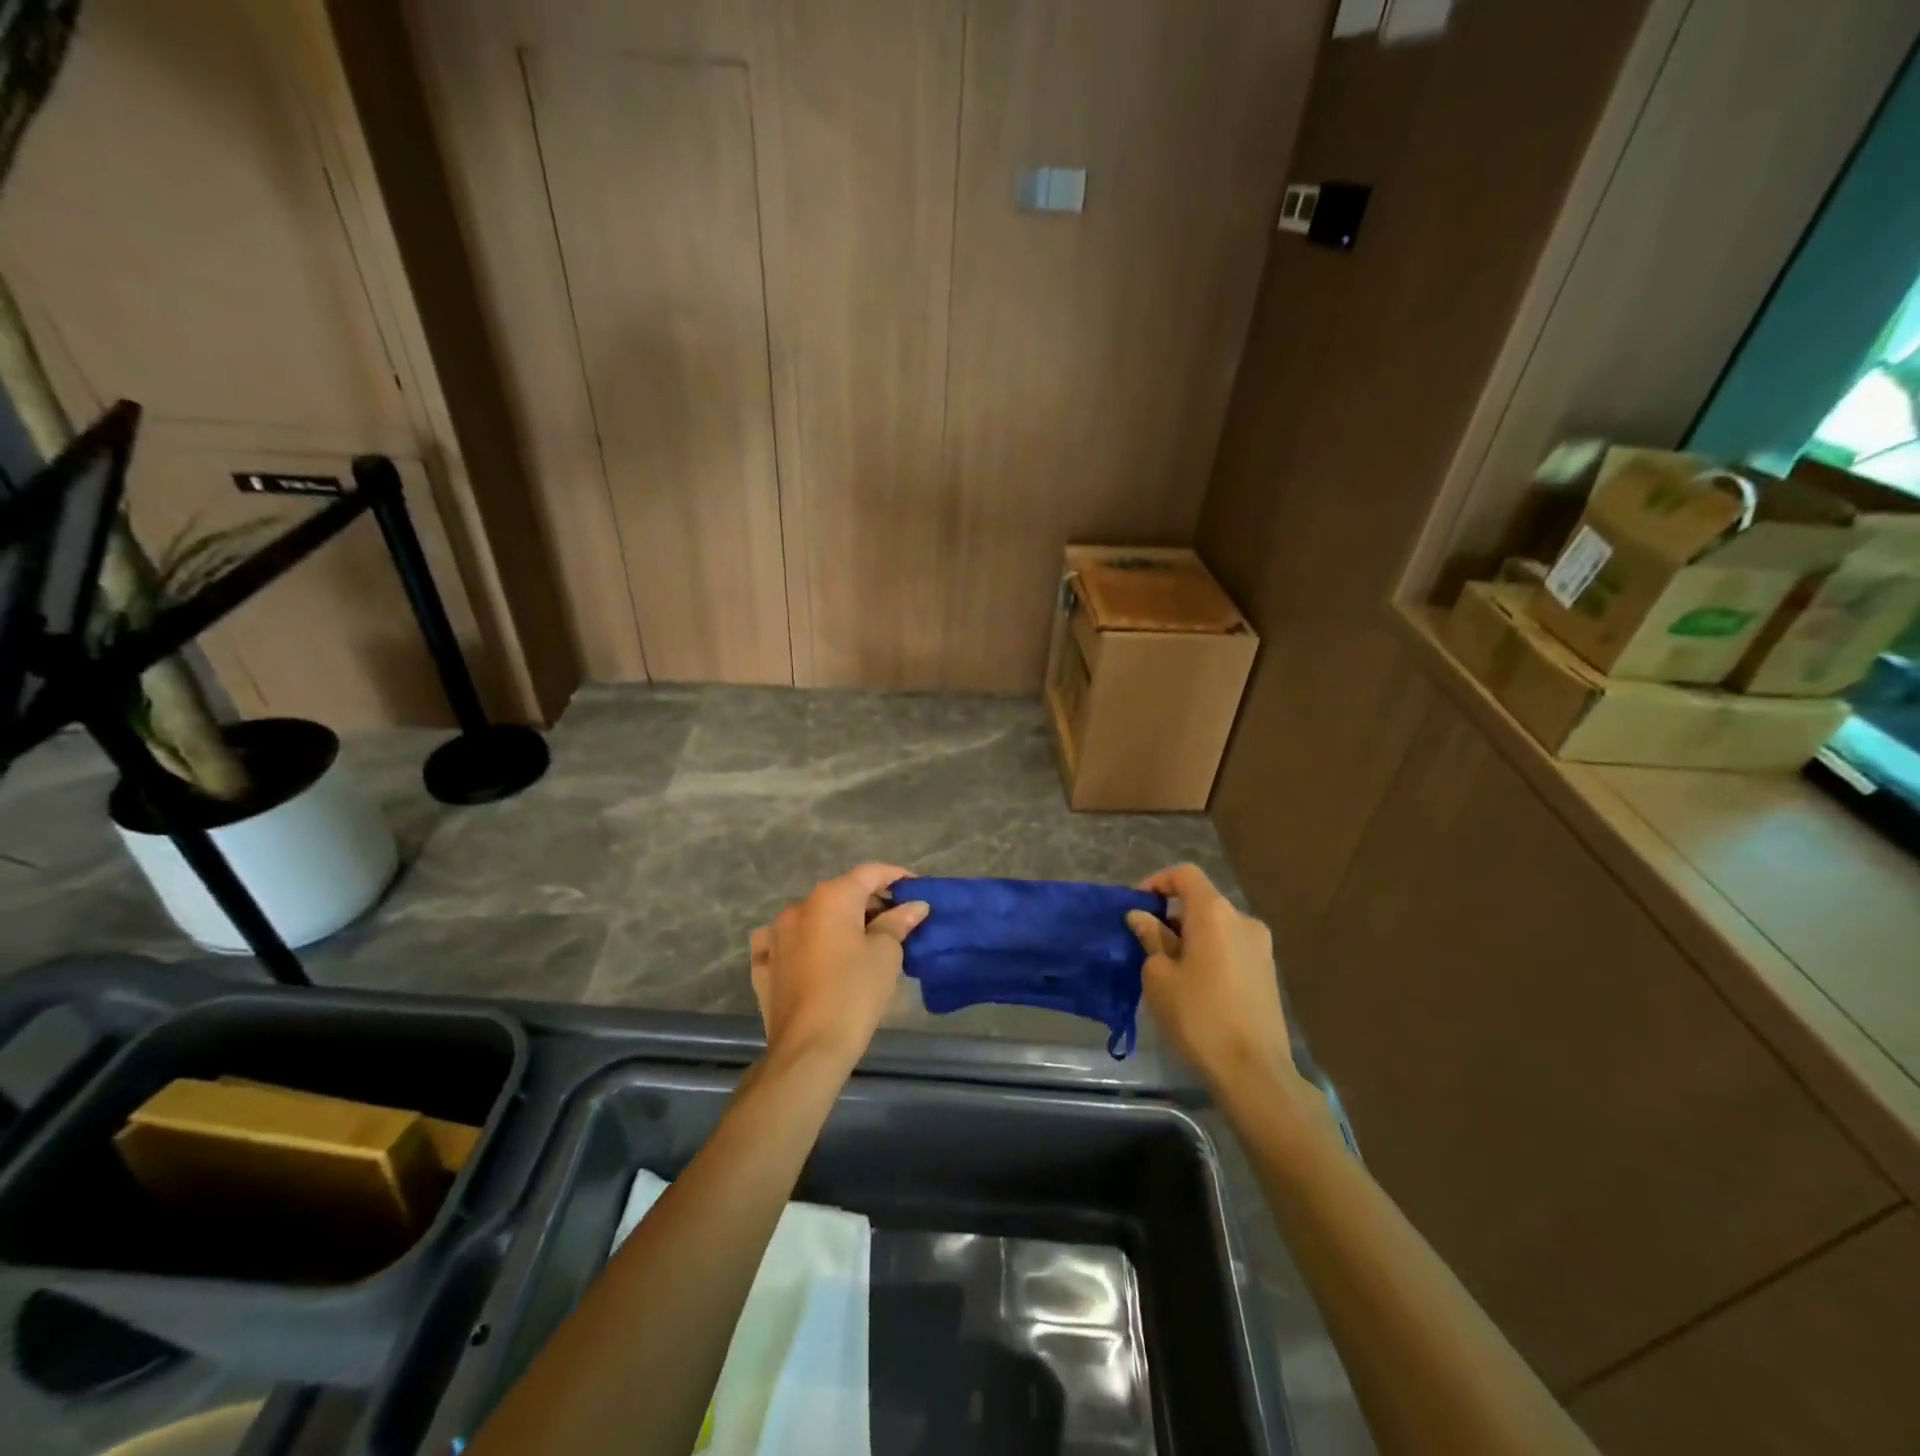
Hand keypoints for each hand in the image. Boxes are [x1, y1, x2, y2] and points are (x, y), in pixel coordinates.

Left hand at [749, 864, 928, 1069]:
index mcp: (830, 897)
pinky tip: (815, 955)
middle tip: (896, 920)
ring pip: (813, 916)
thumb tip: (914, 905)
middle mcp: (798, 906)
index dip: (895, 876)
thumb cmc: (854, 993)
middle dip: (869, 902)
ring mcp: (775, 934)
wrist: (809, 1048)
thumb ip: (898, 922)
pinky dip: (805, 941)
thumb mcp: (886, 954)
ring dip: (837, 922)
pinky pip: (786, 941)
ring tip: (860, 942)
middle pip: (841, 893)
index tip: (915, 888)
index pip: (869, 873)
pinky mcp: (763, 964)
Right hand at [1127, 865, 1306, 1107]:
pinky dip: (1209, 954)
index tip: (1137, 906)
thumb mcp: (1159, 976)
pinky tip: (1195, 986)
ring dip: (1190, 937)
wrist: (1254, 1071)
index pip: (1185, 875)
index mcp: (1214, 913)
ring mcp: (1261, 946)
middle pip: (1201, 902)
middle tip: (1146, 944)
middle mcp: (1242, 920)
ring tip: (1168, 969)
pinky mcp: (1268, 972)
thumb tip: (1141, 917)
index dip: (1157, 882)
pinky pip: (1231, 948)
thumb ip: (1150, 939)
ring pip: (1216, 927)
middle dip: (1171, 916)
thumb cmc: (1198, 1016)